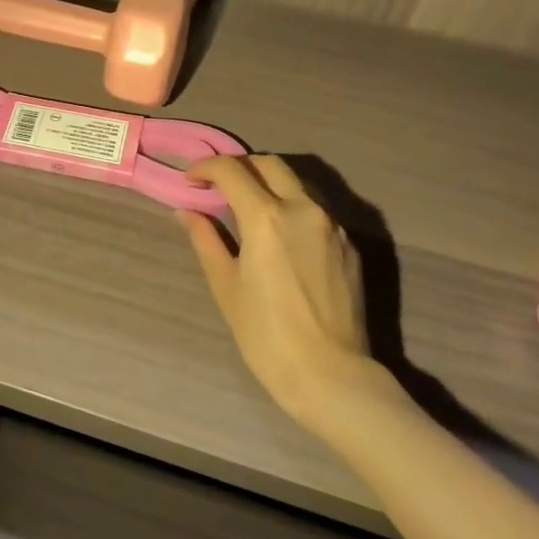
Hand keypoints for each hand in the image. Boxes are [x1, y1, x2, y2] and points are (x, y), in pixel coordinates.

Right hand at [176, 155, 388, 430]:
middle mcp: (303, 209)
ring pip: (297, 183)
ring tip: (249, 207)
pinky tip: (281, 234)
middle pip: (269, 164)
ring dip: (269, 183)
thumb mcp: (226, 286)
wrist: (330, 375)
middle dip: (240, 166)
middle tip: (219, 186)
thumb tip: (188, 212)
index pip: (232, 170)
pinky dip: (292, 207)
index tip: (191, 180)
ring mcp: (332, 225)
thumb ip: (207, 240)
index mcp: (266, 218)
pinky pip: (316, 210)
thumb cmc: (266, 335)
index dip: (206, 168)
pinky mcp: (350, 244)